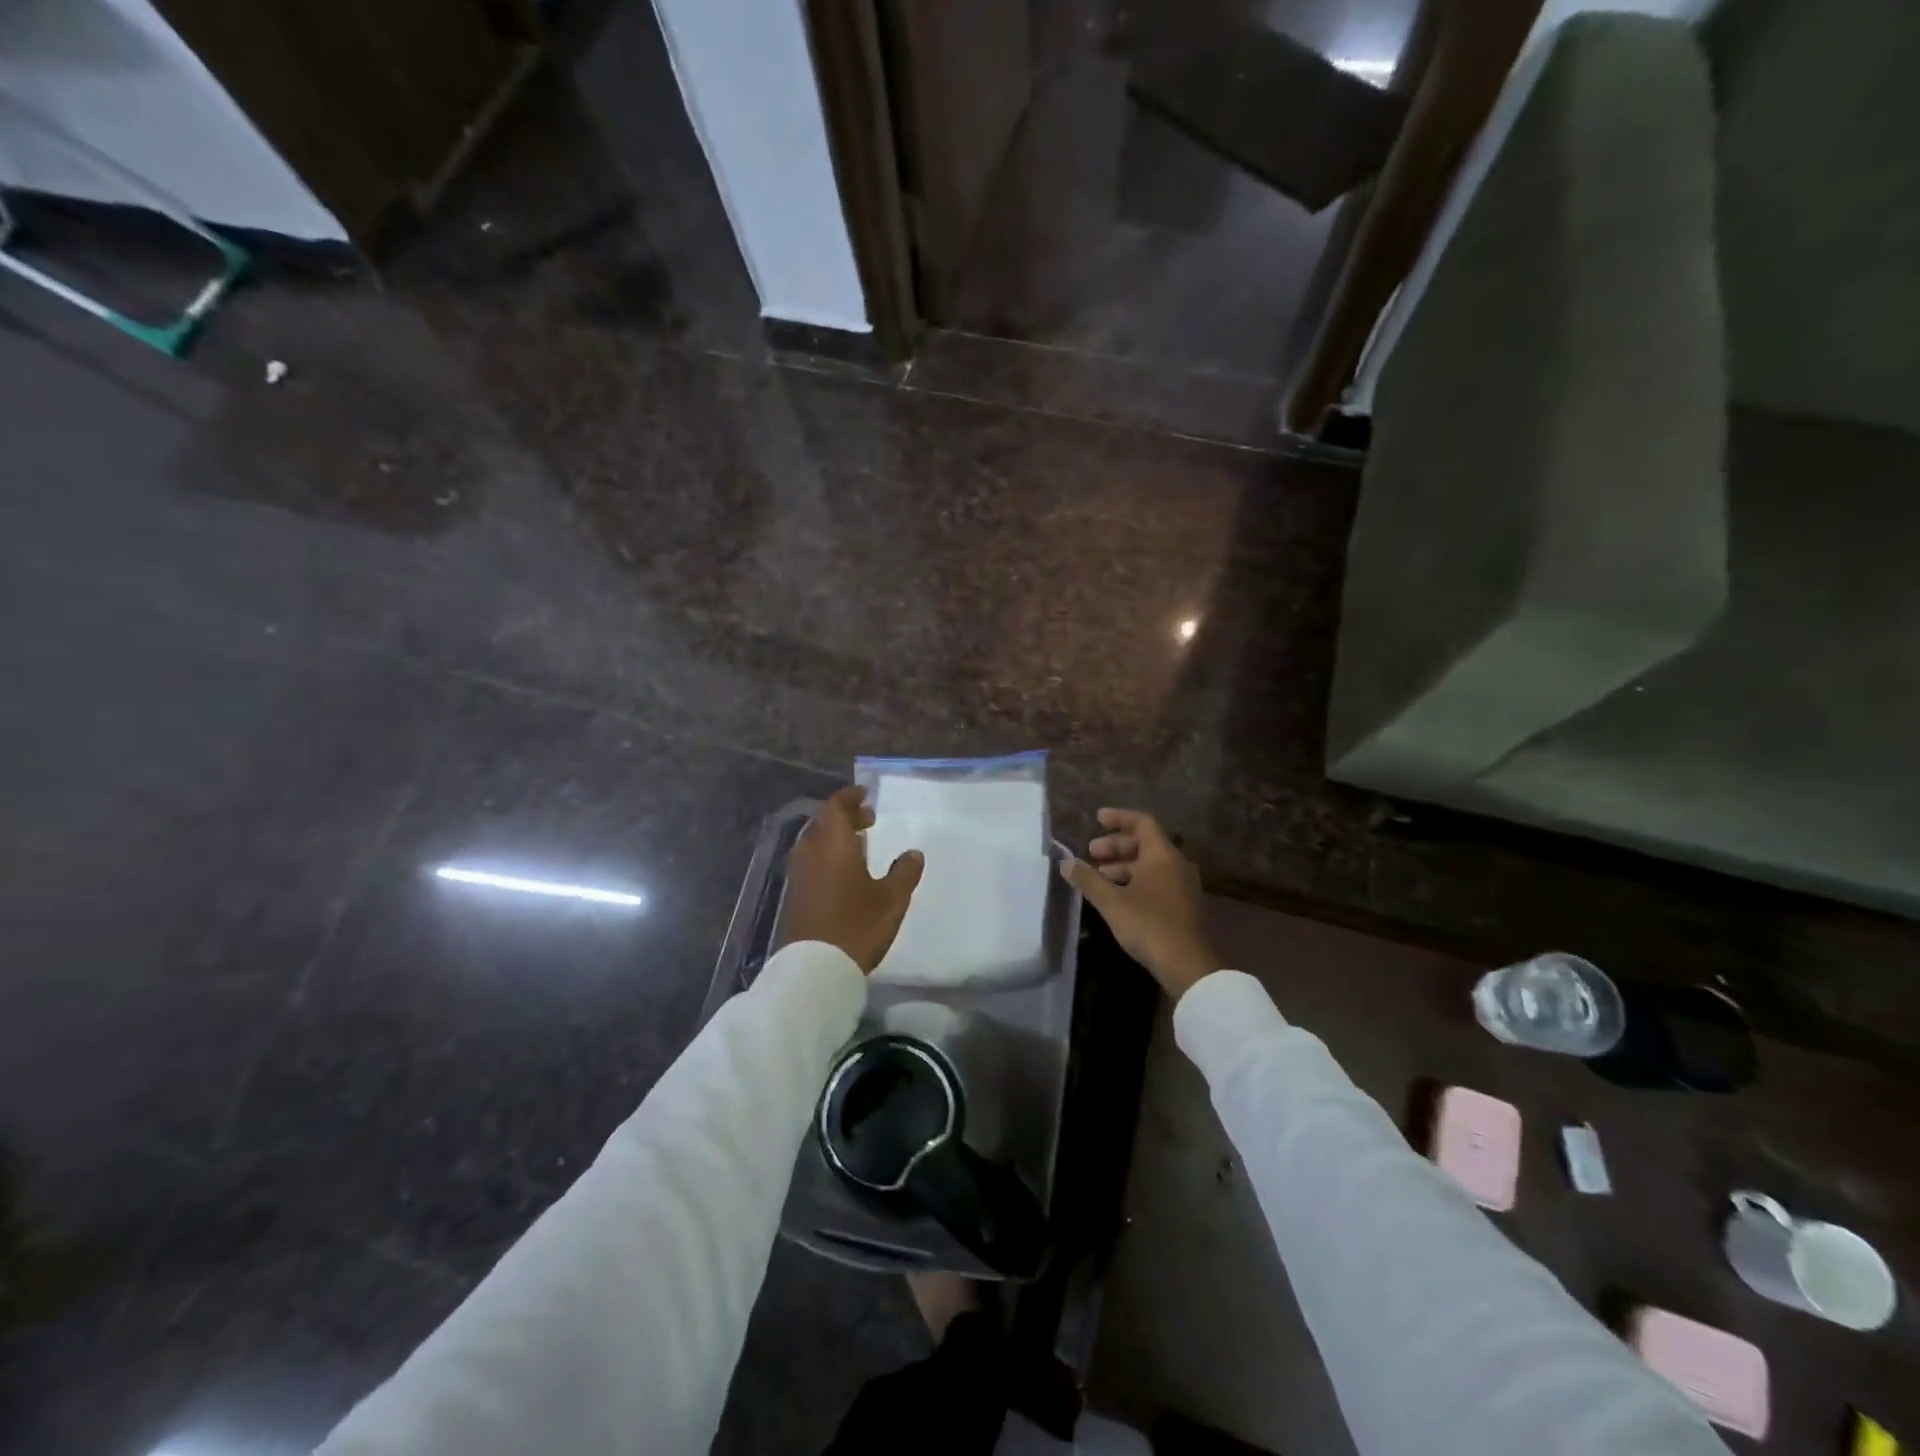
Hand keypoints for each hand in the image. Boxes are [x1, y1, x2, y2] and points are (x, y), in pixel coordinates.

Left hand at [779, 786, 924, 973]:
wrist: (814, 967)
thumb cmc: (857, 925)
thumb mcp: (891, 899)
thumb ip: (904, 872)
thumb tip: (913, 853)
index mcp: (833, 843)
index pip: (836, 806)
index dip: (850, 798)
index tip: (866, 797)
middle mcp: (811, 851)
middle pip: (823, 822)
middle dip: (844, 816)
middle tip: (868, 820)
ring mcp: (799, 873)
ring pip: (815, 842)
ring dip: (834, 837)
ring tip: (859, 844)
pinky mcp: (795, 894)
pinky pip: (811, 861)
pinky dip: (827, 856)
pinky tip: (844, 872)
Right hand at [1062, 809, 1218, 999]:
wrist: (1189, 965)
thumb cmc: (1149, 925)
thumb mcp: (1112, 902)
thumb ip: (1088, 880)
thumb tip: (1066, 863)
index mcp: (1162, 855)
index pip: (1142, 822)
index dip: (1118, 818)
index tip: (1096, 819)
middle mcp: (1177, 863)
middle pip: (1145, 842)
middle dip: (1116, 845)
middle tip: (1091, 852)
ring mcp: (1183, 884)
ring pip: (1151, 863)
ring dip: (1124, 865)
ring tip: (1099, 875)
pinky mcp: (1184, 904)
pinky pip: (1158, 879)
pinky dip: (1136, 879)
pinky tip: (1118, 895)